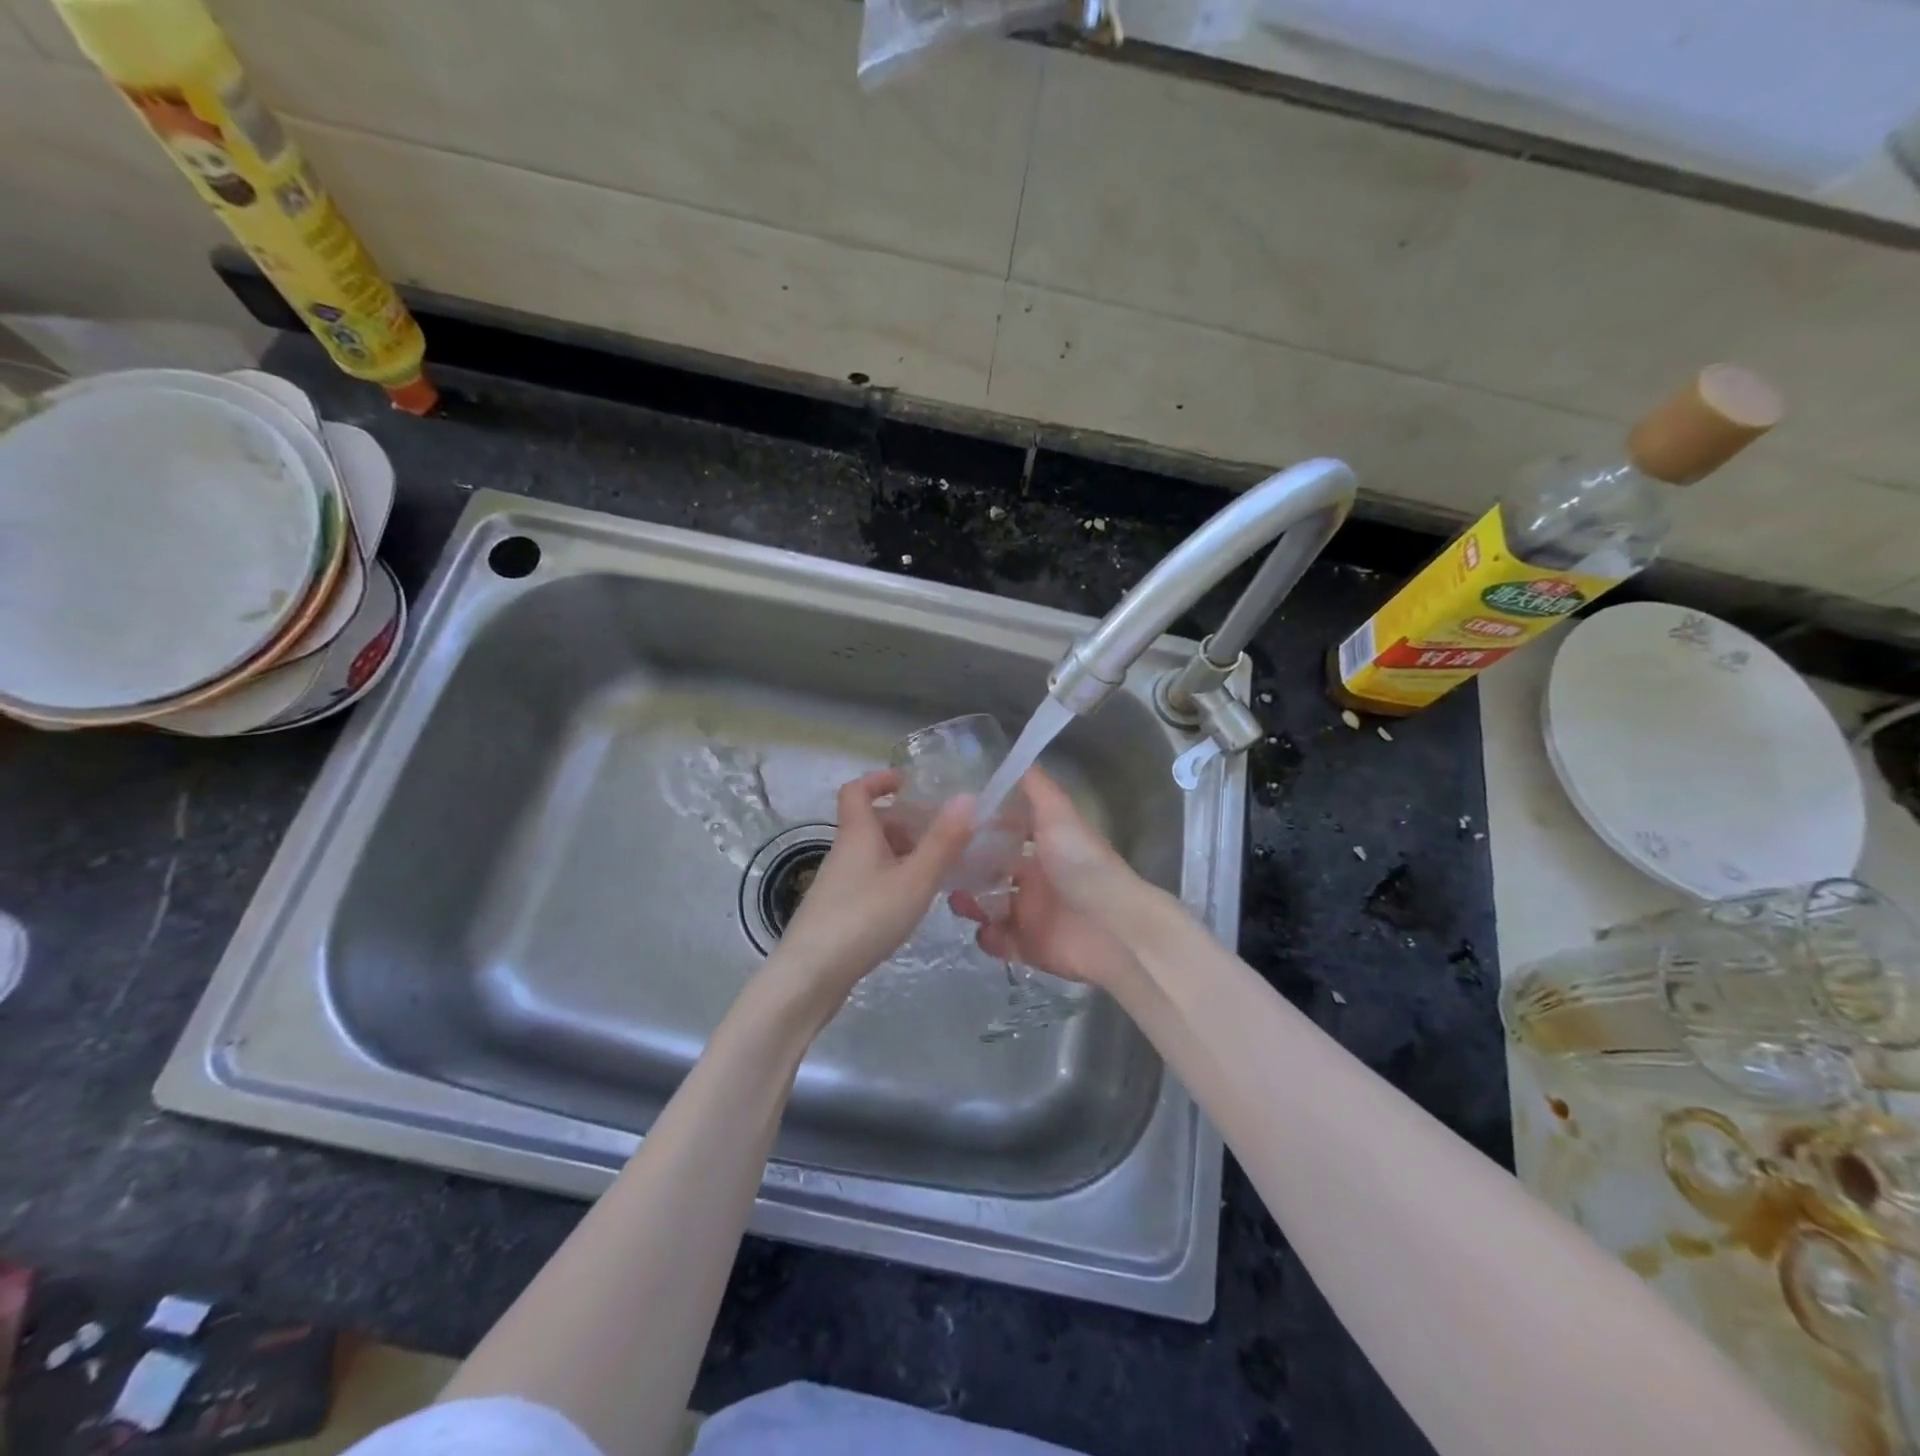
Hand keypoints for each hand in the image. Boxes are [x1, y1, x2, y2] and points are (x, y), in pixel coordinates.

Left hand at [768, 770, 974, 999]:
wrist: (811, 976)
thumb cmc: (865, 918)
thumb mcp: (914, 879)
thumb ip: (943, 841)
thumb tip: (967, 797)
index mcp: (857, 834)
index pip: (857, 789)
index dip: (880, 779)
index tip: (910, 784)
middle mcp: (844, 852)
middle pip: (872, 823)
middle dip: (906, 821)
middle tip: (943, 833)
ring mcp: (838, 883)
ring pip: (873, 853)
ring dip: (904, 851)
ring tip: (939, 867)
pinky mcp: (839, 910)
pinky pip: (870, 878)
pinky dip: (894, 877)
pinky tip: (913, 900)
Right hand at [950, 768, 1141, 990]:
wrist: (1112, 928)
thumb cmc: (1082, 865)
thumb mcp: (1059, 816)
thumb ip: (1038, 790)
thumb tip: (1020, 757)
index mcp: (1045, 848)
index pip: (1007, 835)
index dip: (982, 830)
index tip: (950, 824)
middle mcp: (1037, 880)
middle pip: (993, 872)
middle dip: (968, 870)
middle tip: (943, 866)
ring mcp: (1033, 915)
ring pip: (990, 906)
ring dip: (970, 903)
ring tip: (957, 900)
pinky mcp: (1030, 947)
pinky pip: (1000, 942)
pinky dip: (988, 938)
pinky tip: (983, 929)